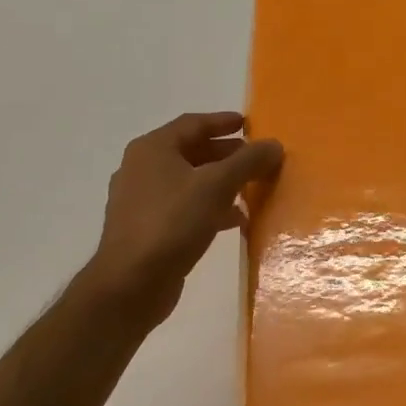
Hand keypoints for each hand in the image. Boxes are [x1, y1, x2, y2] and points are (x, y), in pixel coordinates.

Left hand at [80, 112, 283, 328]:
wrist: (131, 283)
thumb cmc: (172, 223)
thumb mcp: (216, 186)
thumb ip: (248, 162)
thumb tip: (274, 145)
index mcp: (153, 149)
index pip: (192, 124)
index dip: (222, 122)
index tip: (249, 124)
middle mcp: (142, 169)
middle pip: (191, 152)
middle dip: (226, 154)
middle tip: (256, 158)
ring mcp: (142, 201)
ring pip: (190, 182)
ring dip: (221, 182)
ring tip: (252, 187)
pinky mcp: (148, 229)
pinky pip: (185, 208)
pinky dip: (211, 207)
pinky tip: (235, 219)